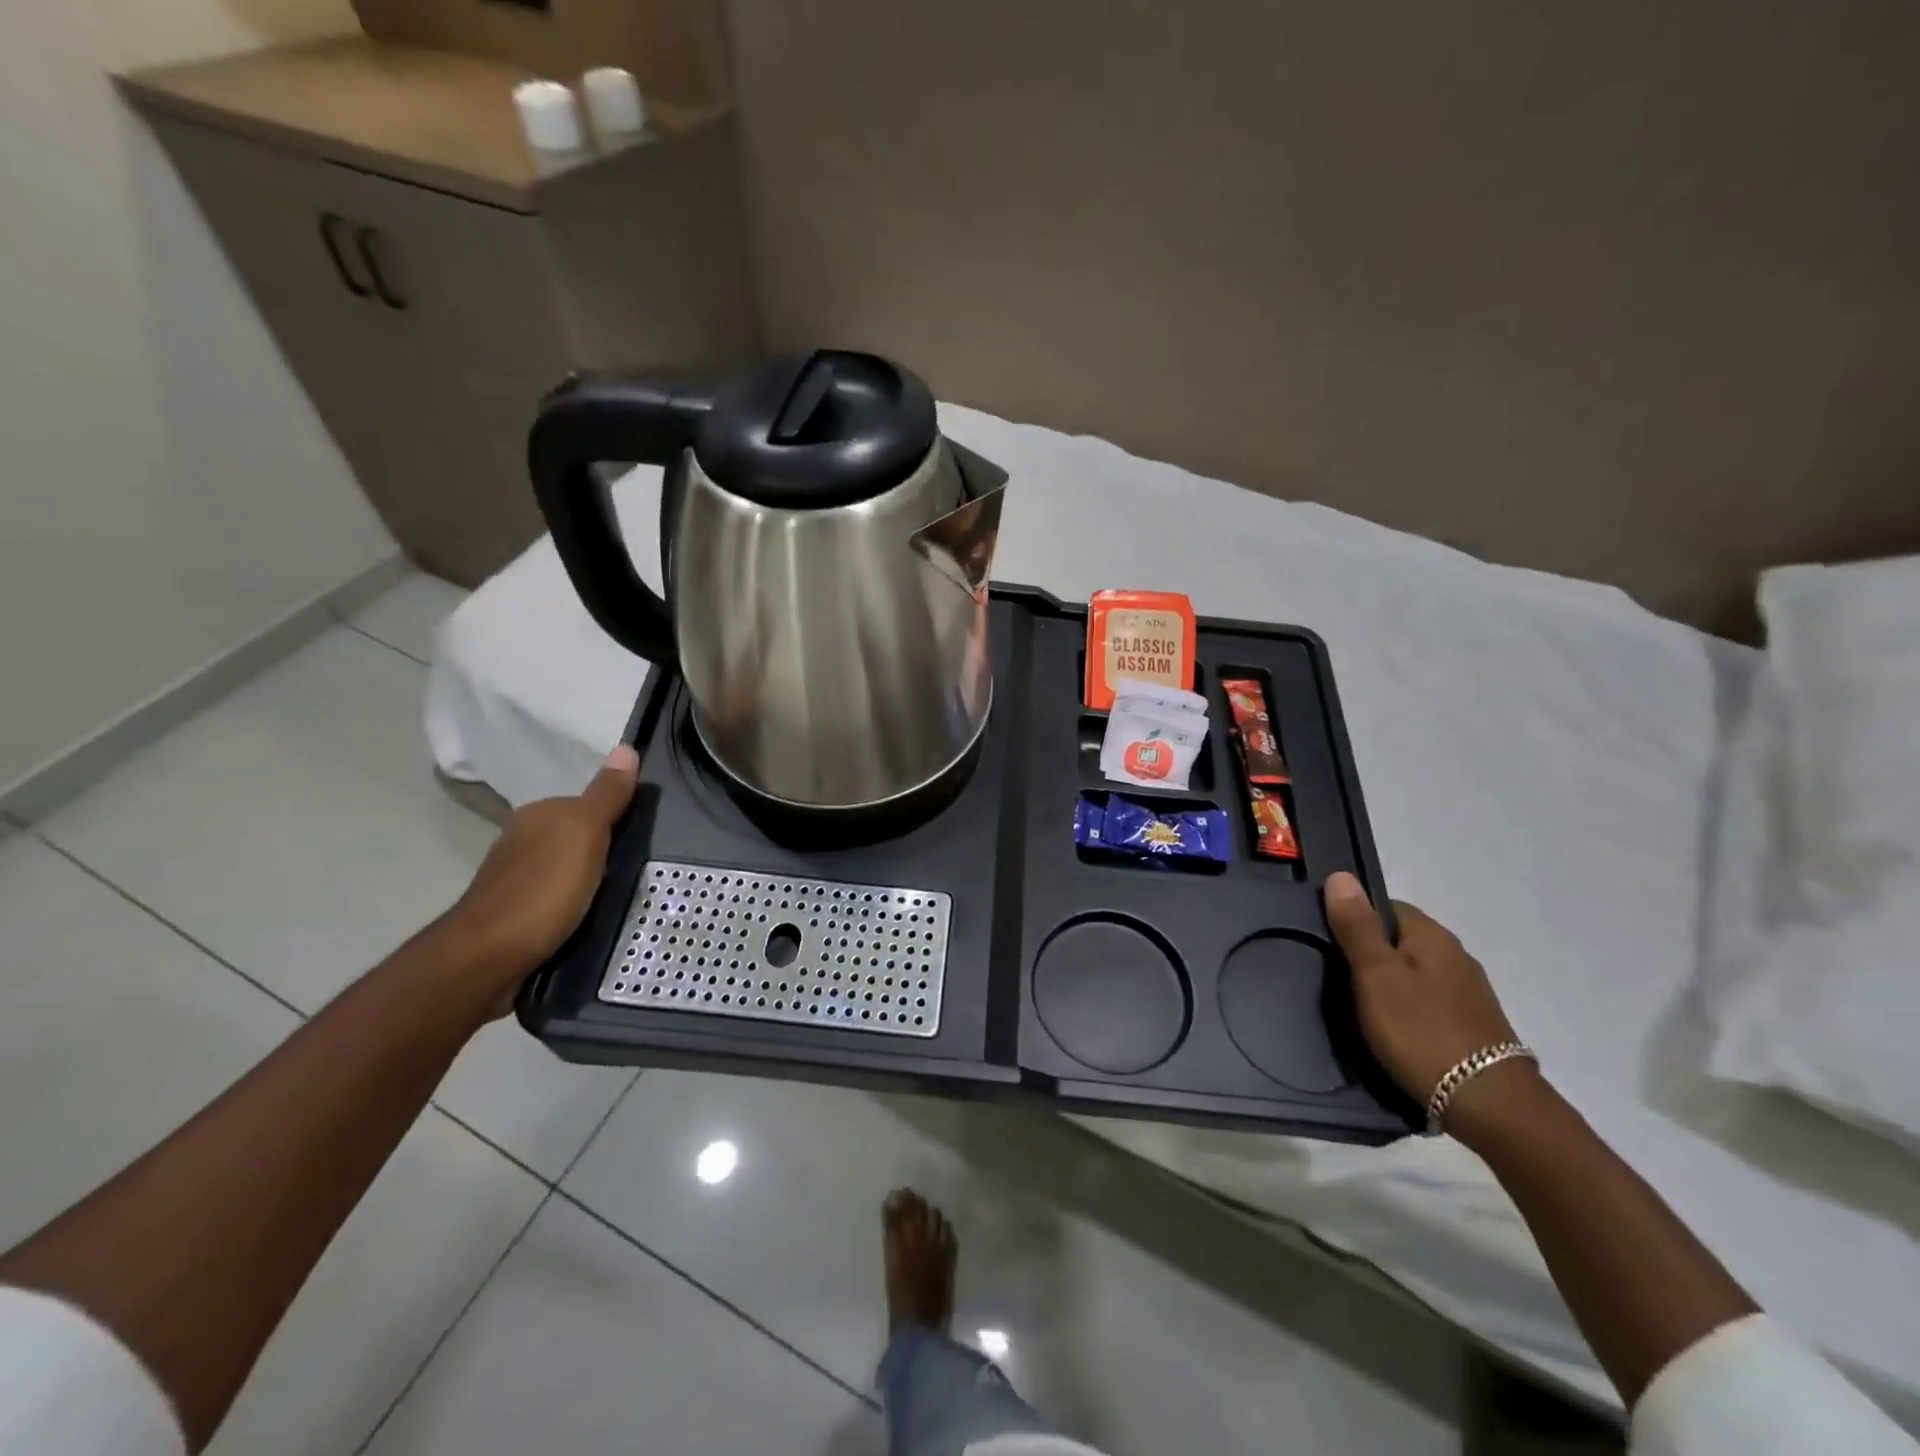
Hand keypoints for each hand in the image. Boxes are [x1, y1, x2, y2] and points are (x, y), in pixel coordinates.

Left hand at [441, 746, 640, 1010]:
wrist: (487, 958)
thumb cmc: (543, 889)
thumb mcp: (585, 834)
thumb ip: (607, 795)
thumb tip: (626, 747)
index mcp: (539, 814)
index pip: (588, 803)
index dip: (618, 815)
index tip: (647, 834)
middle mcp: (523, 839)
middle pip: (577, 835)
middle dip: (605, 847)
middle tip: (643, 865)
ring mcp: (516, 878)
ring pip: (567, 867)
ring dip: (590, 877)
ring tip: (624, 893)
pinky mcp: (517, 914)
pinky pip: (558, 897)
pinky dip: (576, 902)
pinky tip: (592, 915)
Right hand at [1323, 872, 1523, 1113]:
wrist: (1489, 1104)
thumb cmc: (1421, 1031)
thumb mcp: (1375, 975)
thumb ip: (1356, 927)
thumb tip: (1340, 875)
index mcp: (1433, 936)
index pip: (1385, 907)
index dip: (1354, 919)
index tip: (1328, 944)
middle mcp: (1456, 956)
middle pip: (1400, 940)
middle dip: (1369, 954)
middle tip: (1336, 979)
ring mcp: (1469, 992)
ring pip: (1415, 973)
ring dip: (1389, 984)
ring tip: (1360, 1008)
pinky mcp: (1473, 1025)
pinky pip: (1428, 1002)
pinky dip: (1408, 1009)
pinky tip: (1394, 1031)